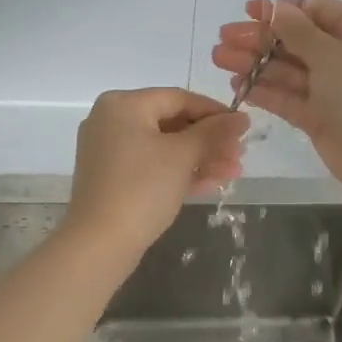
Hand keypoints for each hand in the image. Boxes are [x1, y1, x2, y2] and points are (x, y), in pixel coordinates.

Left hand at [64, 88, 249, 255]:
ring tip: (233, 173)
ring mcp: (110, 151)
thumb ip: (214, 132)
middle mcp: (112, 121)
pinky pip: (152, 166)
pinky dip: (180, 172)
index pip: (178, 98)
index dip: (214, 112)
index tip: (243, 128)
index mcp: (124, 105)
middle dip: (210, 141)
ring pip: (165, 147)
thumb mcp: (183, 155)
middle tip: (240, 155)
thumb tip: (241, 118)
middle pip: (172, 123)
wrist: (99, 244)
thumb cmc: (142, 188)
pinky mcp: (113, 179)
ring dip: (201, 158)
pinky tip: (212, 184)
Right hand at [212, 0, 341, 204]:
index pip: (316, 11)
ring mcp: (332, 89)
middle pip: (296, 41)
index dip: (282, 10)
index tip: (249, 11)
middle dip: (260, 38)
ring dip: (255, 63)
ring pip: (288, 70)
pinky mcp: (319, 118)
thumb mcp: (333, 54)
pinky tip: (237, 85)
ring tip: (219, 58)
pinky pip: (288, 98)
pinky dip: (264, 91)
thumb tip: (276, 8)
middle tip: (222, 39)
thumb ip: (299, 31)